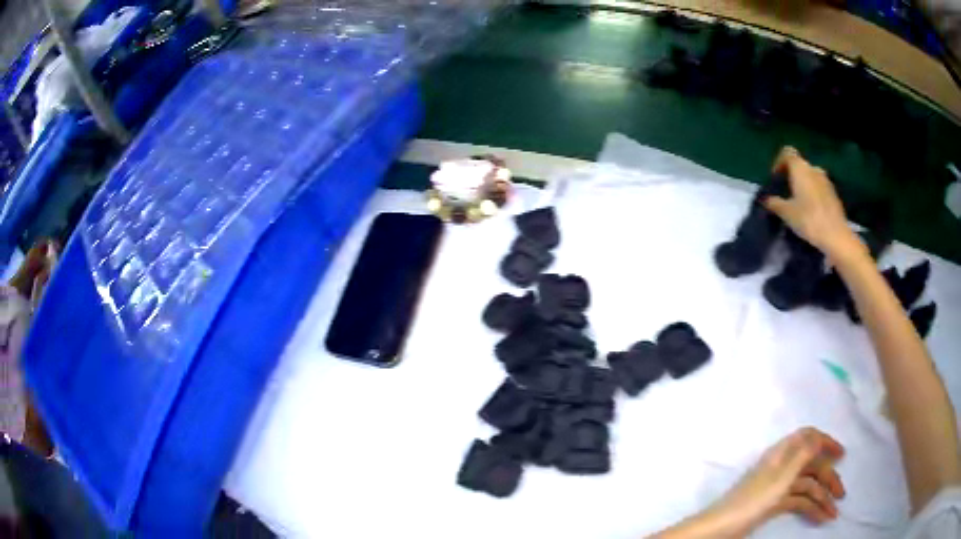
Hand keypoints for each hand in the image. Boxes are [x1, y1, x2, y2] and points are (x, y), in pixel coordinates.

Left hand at [715, 428, 846, 531]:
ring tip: (833, 515)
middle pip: (812, 466)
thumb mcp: (780, 476)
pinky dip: (810, 509)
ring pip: (807, 487)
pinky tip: (820, 518)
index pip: (808, 438)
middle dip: (829, 479)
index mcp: (782, 454)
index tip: (842, 455)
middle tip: (841, 495)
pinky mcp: (774, 503)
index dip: (826, 443)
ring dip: (822, 499)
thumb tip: (819, 436)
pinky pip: (798, 502)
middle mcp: (782, 466)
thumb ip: (801, 454)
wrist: (721, 528)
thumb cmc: (752, 500)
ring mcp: (778, 486)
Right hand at [763, 148, 861, 259]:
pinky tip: (811, 212)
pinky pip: (819, 188)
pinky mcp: (834, 194)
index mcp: (800, 168)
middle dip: (791, 176)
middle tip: (785, 193)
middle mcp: (813, 169)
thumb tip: (766, 200)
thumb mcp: (787, 213)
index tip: (775, 178)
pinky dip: (813, 194)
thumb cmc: (809, 219)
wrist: (836, 236)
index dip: (779, 162)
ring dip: (803, 185)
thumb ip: (775, 203)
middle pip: (799, 165)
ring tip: (798, 203)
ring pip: (810, 177)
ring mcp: (826, 181)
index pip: (787, 153)